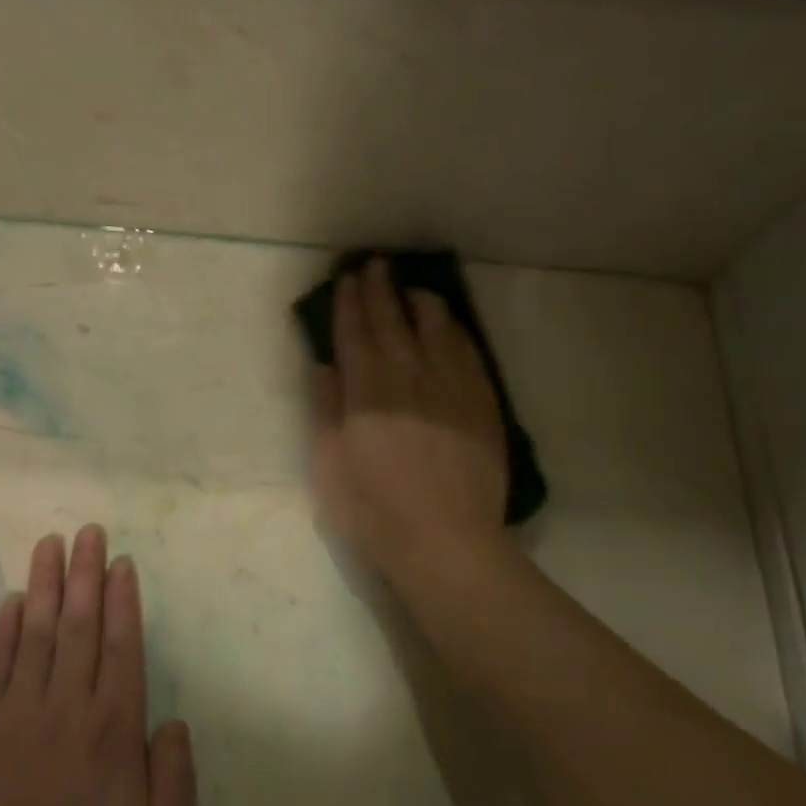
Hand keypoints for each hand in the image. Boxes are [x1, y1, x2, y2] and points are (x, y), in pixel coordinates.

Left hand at [0, 527, 195, 805]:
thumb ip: (175, 779)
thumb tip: (174, 723)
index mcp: (112, 729)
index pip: (121, 646)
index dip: (122, 599)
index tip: (121, 561)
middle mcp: (67, 707)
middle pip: (79, 625)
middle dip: (85, 573)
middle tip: (88, 530)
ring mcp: (17, 714)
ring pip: (34, 633)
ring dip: (44, 584)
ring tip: (50, 543)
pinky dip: (2, 630)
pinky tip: (9, 600)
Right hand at [309, 260, 510, 580]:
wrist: (446, 540)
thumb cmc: (374, 510)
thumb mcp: (329, 464)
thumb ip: (325, 409)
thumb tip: (325, 367)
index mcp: (365, 390)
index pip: (354, 332)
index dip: (348, 302)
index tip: (346, 279)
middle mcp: (408, 375)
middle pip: (392, 319)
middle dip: (380, 288)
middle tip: (374, 265)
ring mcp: (450, 384)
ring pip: (435, 325)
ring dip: (419, 300)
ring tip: (411, 289)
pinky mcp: (480, 399)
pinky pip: (466, 348)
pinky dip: (452, 328)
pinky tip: (447, 325)